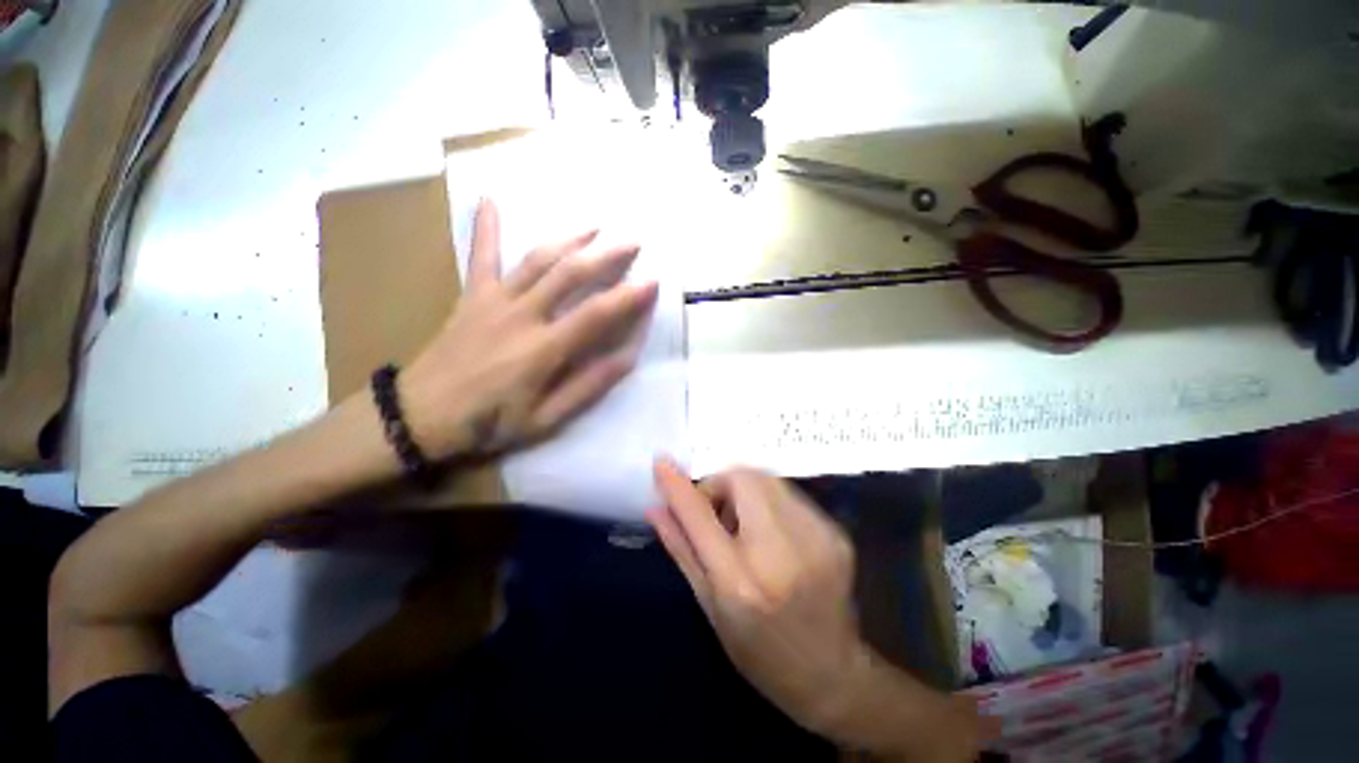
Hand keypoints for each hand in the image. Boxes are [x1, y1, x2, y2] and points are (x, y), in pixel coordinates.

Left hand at [399, 199, 657, 459]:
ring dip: (570, 238)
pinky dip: (485, 227)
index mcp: (543, 349)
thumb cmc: (489, 422)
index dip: (628, 297)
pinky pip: (480, 256)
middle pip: (570, 274)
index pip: (596, 314)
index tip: (653, 282)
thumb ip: (587, 387)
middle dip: (606, 255)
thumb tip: (627, 358)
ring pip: (537, 259)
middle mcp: (523, 315)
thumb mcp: (545, 419)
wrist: (420, 414)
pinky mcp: (472, 296)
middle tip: (633, 241)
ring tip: (595, 225)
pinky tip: (489, 198)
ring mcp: (494, 300)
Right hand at [650, 460, 993, 759]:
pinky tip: (772, 534)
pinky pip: (789, 495)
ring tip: (745, 525)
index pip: (699, 515)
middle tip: (717, 511)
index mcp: (741, 581)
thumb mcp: (709, 606)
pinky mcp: (835, 533)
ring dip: (745, 491)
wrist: (832, 675)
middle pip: (743, 478)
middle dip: (720, 484)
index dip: (677, 486)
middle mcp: (781, 553)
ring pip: (767, 480)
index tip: (662, 463)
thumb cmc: (758, 651)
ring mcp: (815, 539)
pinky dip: (770, 503)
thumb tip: (655, 508)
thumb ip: (681, 549)